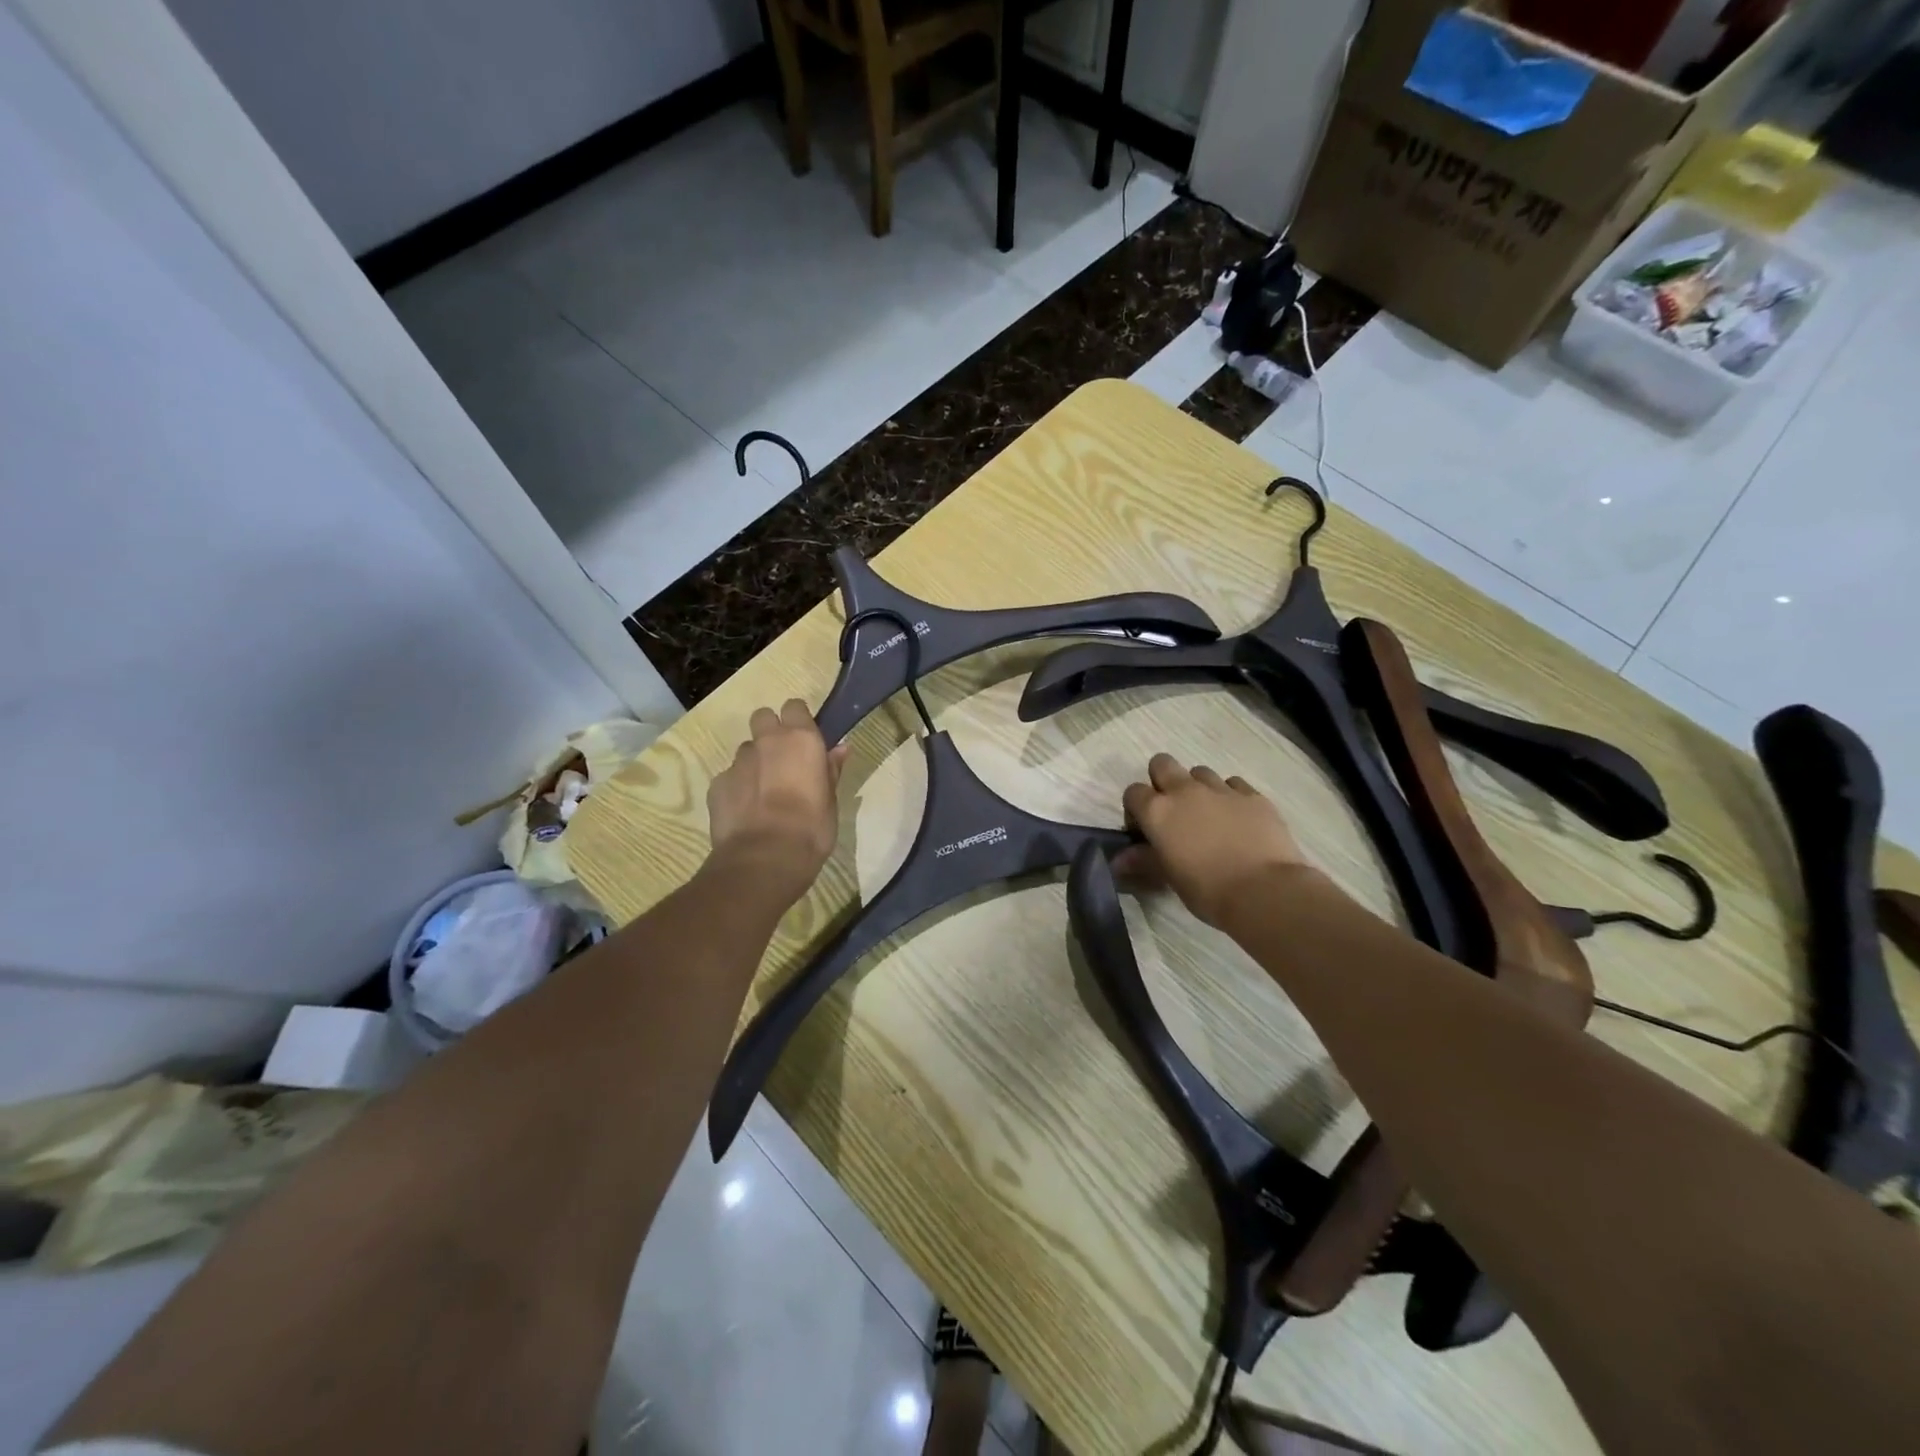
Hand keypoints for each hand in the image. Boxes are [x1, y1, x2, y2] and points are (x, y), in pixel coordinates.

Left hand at [706, 700, 848, 904]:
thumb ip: (831, 769)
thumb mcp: (831, 800)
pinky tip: (746, 811)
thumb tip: (840, 748)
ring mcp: (738, 762)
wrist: (765, 858)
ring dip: (755, 762)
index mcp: (801, 739)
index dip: (798, 720)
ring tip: (763, 792)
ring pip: (746, 750)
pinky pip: (729, 776)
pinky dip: (737, 787)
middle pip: (763, 717)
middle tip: (782, 758)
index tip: (805, 738)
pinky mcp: (718, 784)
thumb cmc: (811, 828)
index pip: (795, 707)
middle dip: (770, 731)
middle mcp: (767, 741)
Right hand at [1116, 753, 1313, 927]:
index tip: (1145, 831)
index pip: (1133, 792)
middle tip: (1172, 812)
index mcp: (1158, 811)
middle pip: (1162, 763)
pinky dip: (1230, 796)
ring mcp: (1221, 789)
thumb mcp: (1169, 878)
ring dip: (1198, 788)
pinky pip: (1234, 784)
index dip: (1136, 809)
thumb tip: (1118, 860)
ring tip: (1208, 816)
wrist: (1265, 891)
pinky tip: (1237, 819)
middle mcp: (1185, 791)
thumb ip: (1143, 861)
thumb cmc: (1207, 890)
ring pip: (1200, 772)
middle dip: (1162, 781)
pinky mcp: (1253, 795)